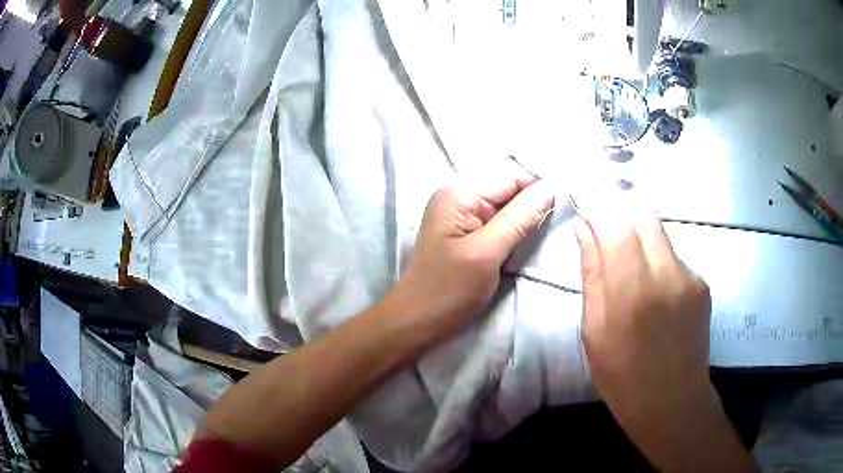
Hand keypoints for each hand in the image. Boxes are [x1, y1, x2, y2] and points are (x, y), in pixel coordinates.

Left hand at [390, 159, 553, 337]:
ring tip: (551, 223)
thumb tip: (551, 188)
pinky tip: (531, 233)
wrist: (417, 321)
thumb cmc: (448, 291)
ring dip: (527, 212)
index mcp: (458, 194)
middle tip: (562, 214)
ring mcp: (462, 214)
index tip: (566, 201)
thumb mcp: (486, 254)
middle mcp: (458, 195)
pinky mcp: (467, 231)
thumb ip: (519, 218)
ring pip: (505, 202)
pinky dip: (516, 224)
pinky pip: (498, 218)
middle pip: (507, 184)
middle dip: (534, 197)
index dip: (538, 184)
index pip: (509, 173)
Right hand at [575, 193, 711, 412]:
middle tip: (604, 232)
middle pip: (644, 213)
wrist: (672, 403)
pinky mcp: (702, 283)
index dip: (598, 207)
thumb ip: (592, 273)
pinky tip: (653, 293)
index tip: (585, 208)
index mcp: (633, 290)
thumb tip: (584, 228)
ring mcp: (690, 276)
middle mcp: (668, 273)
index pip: (616, 222)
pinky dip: (657, 260)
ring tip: (628, 270)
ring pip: (659, 233)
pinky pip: (673, 256)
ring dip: (639, 238)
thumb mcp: (594, 330)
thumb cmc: (622, 377)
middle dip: (620, 212)